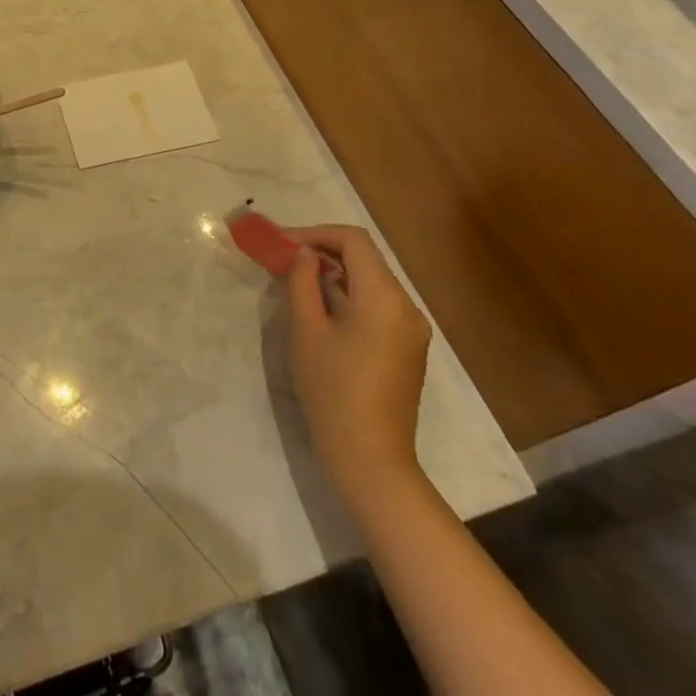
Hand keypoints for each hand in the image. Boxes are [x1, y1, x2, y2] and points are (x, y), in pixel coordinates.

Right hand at [283, 226, 432, 519]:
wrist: (372, 462)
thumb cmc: (333, 392)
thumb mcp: (307, 331)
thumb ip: (303, 282)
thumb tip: (304, 255)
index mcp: (385, 297)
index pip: (353, 240)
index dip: (315, 233)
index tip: (283, 245)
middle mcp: (407, 306)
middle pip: (365, 257)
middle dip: (323, 250)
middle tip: (284, 258)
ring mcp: (412, 329)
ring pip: (372, 280)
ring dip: (335, 271)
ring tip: (297, 280)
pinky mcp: (408, 348)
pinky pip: (379, 304)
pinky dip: (350, 294)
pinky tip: (323, 308)